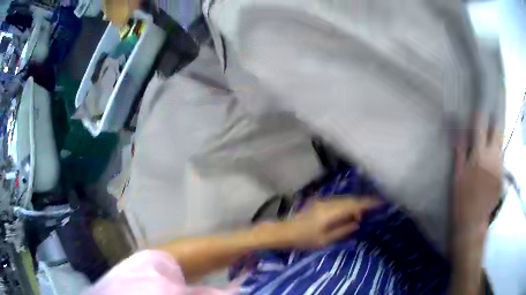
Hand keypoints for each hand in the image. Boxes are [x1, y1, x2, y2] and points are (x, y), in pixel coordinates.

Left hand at [276, 197, 380, 248]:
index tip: (380, 203)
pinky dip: (346, 205)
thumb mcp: (325, 240)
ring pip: (344, 200)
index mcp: (331, 212)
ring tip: (362, 213)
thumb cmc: (303, 239)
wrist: (283, 232)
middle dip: (363, 203)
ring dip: (354, 204)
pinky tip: (348, 213)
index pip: (354, 205)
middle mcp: (328, 203)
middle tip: (373, 209)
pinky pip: (338, 202)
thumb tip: (357, 222)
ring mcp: (322, 202)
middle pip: (350, 200)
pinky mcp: (319, 203)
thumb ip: (342, 230)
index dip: (368, 203)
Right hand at [453, 117, 502, 235]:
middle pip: (497, 130)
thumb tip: (457, 130)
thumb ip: (459, 150)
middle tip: (490, 118)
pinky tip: (492, 160)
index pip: (481, 125)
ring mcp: (499, 166)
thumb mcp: (457, 175)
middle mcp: (492, 156)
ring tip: (491, 139)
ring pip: (501, 143)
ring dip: (496, 138)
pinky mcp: (502, 176)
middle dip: (494, 121)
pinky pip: (501, 158)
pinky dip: (497, 154)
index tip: (479, 107)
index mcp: (479, 154)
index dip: (480, 114)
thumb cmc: (461, 199)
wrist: (472, 223)